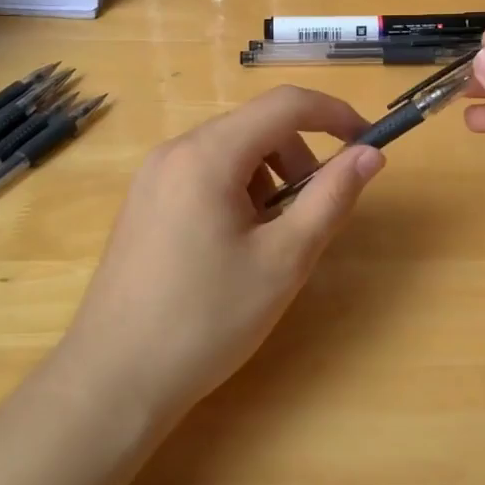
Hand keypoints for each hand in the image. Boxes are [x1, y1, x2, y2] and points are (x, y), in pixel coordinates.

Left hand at [64, 86, 384, 420]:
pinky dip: (238, 191)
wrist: (113, 380)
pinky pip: (205, 174)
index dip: (335, 114)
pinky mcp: (144, 202)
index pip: (286, 104)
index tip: (368, 142)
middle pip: (257, 127)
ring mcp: (153, 176)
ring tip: (271, 240)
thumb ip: (331, 197)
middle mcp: (175, 150)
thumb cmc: (207, 319)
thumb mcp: (284, 259)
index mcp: (208, 154)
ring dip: (269, 178)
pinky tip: (235, 246)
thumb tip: (371, 154)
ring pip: (232, 151)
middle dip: (299, 158)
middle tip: (314, 213)